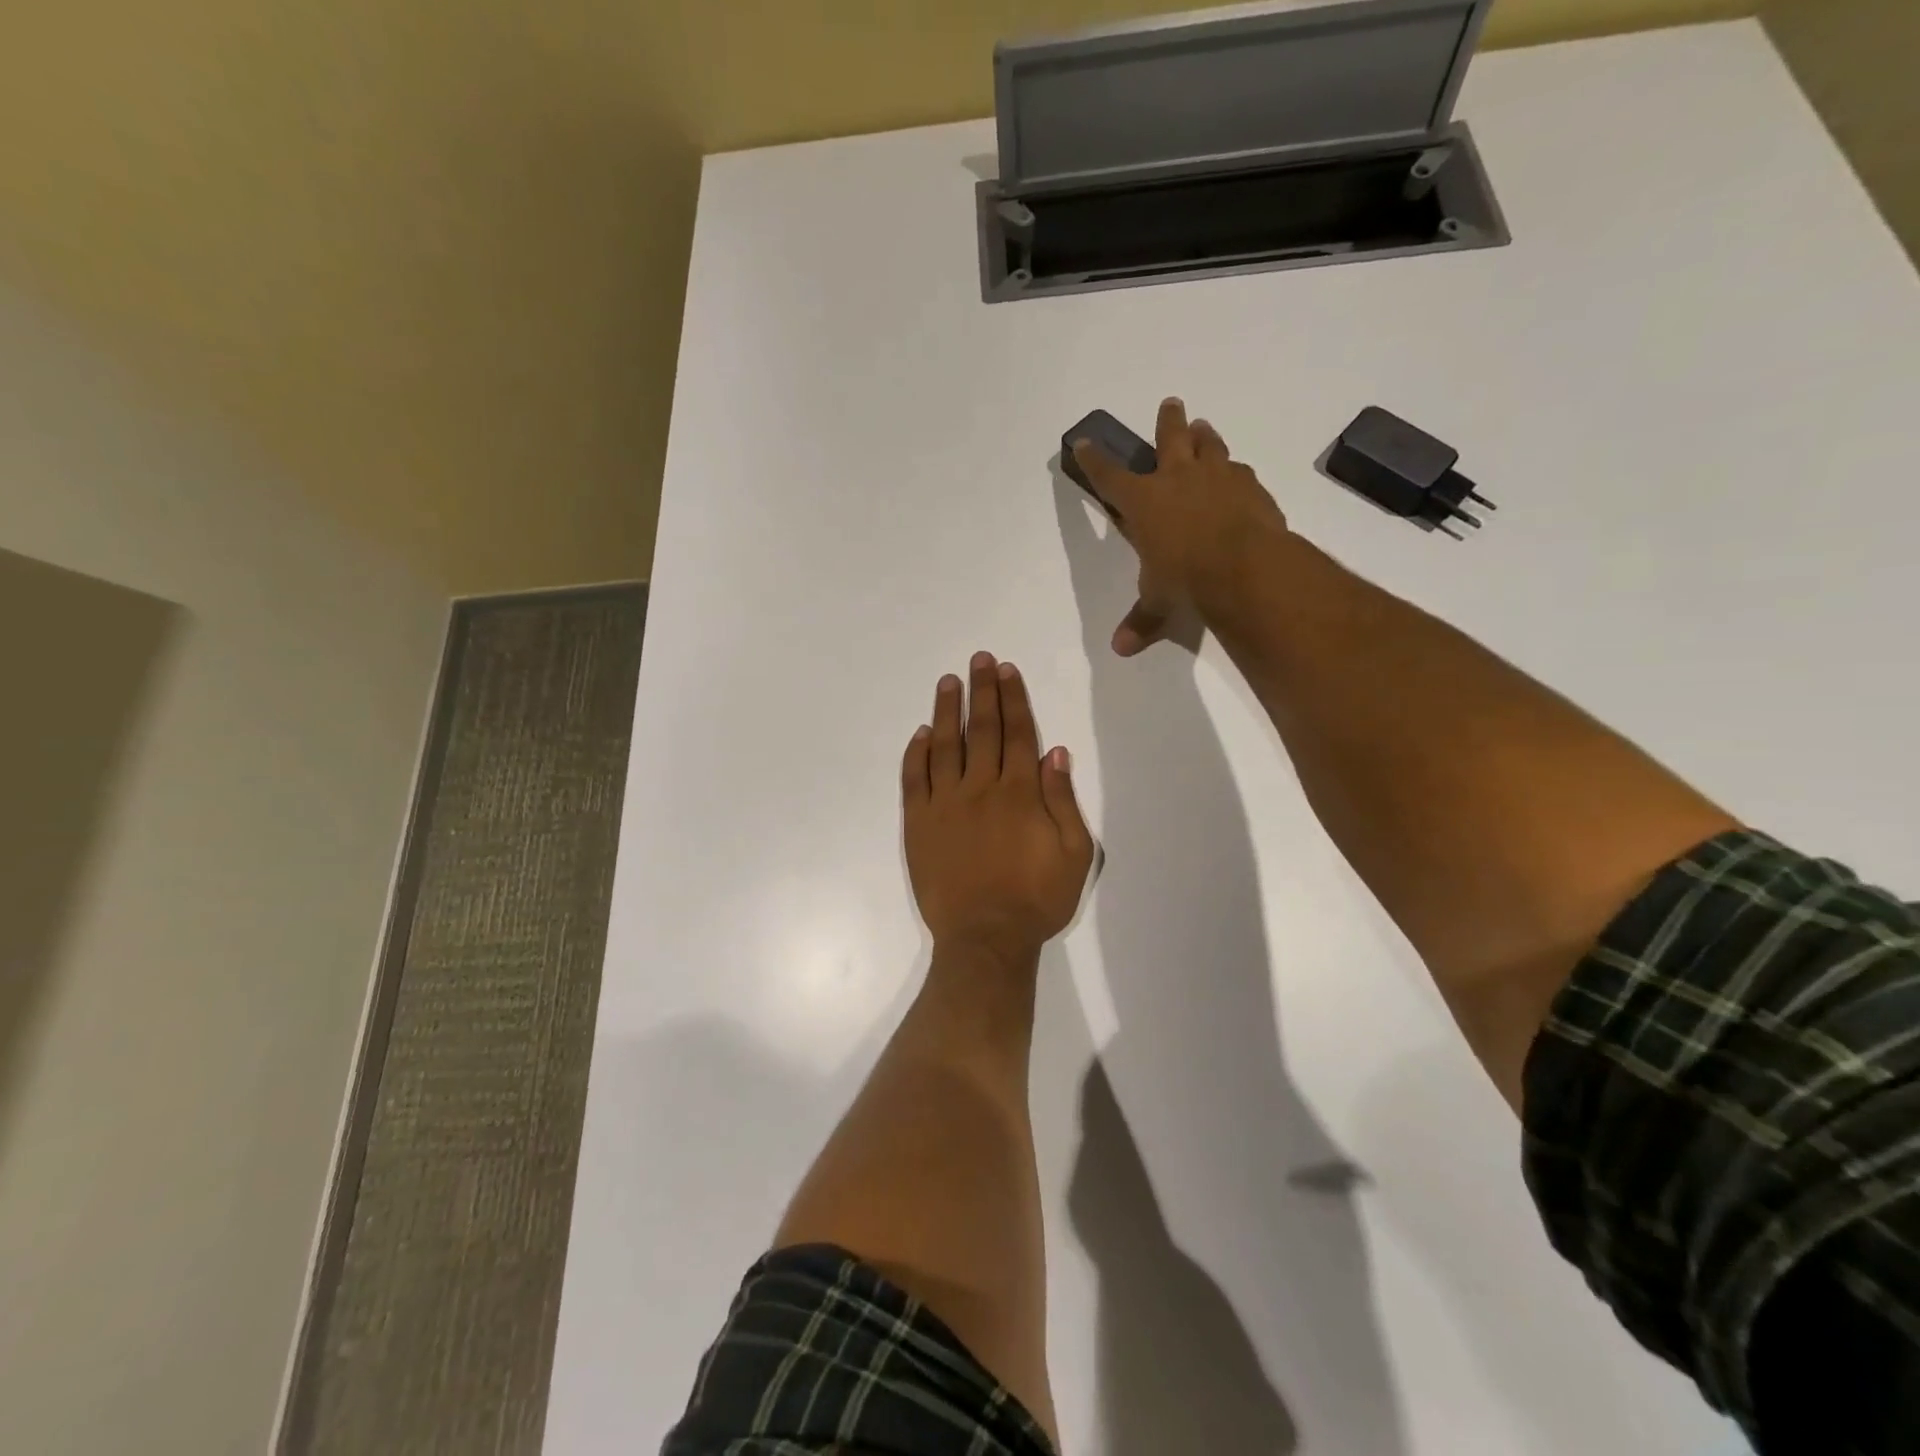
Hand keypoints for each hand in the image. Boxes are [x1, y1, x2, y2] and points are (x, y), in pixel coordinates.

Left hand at [902, 652, 1095, 964]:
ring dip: (947, 710)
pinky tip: (921, 733)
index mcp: (1020, 793)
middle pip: (982, 729)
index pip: (1017, 733)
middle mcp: (981, 788)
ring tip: (948, 681)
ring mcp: (944, 804)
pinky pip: (914, 779)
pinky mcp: (919, 823)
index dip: (1013, 698)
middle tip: (979, 659)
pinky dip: (917, 753)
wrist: (985, 938)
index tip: (1006, 670)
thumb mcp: (1074, 853)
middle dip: (982, 691)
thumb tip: (1054, 752)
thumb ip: (1063, 800)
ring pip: (945, 746)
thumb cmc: (1036, 899)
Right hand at [1073, 398, 1289, 656]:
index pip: (1109, 476)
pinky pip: (1239, 471)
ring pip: (1209, 444)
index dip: (1094, 460)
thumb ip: (1141, 620)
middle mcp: (1178, 478)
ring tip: (1203, 428)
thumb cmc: (1186, 578)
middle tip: (1170, 404)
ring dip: (1204, 436)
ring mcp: (1218, 476)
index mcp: (1144, 501)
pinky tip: (1237, 478)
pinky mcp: (1251, 486)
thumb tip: (1121, 649)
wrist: (1245, 567)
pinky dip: (1234, 472)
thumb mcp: (1158, 601)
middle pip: (1169, 437)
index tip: (1084, 443)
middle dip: (1167, 421)